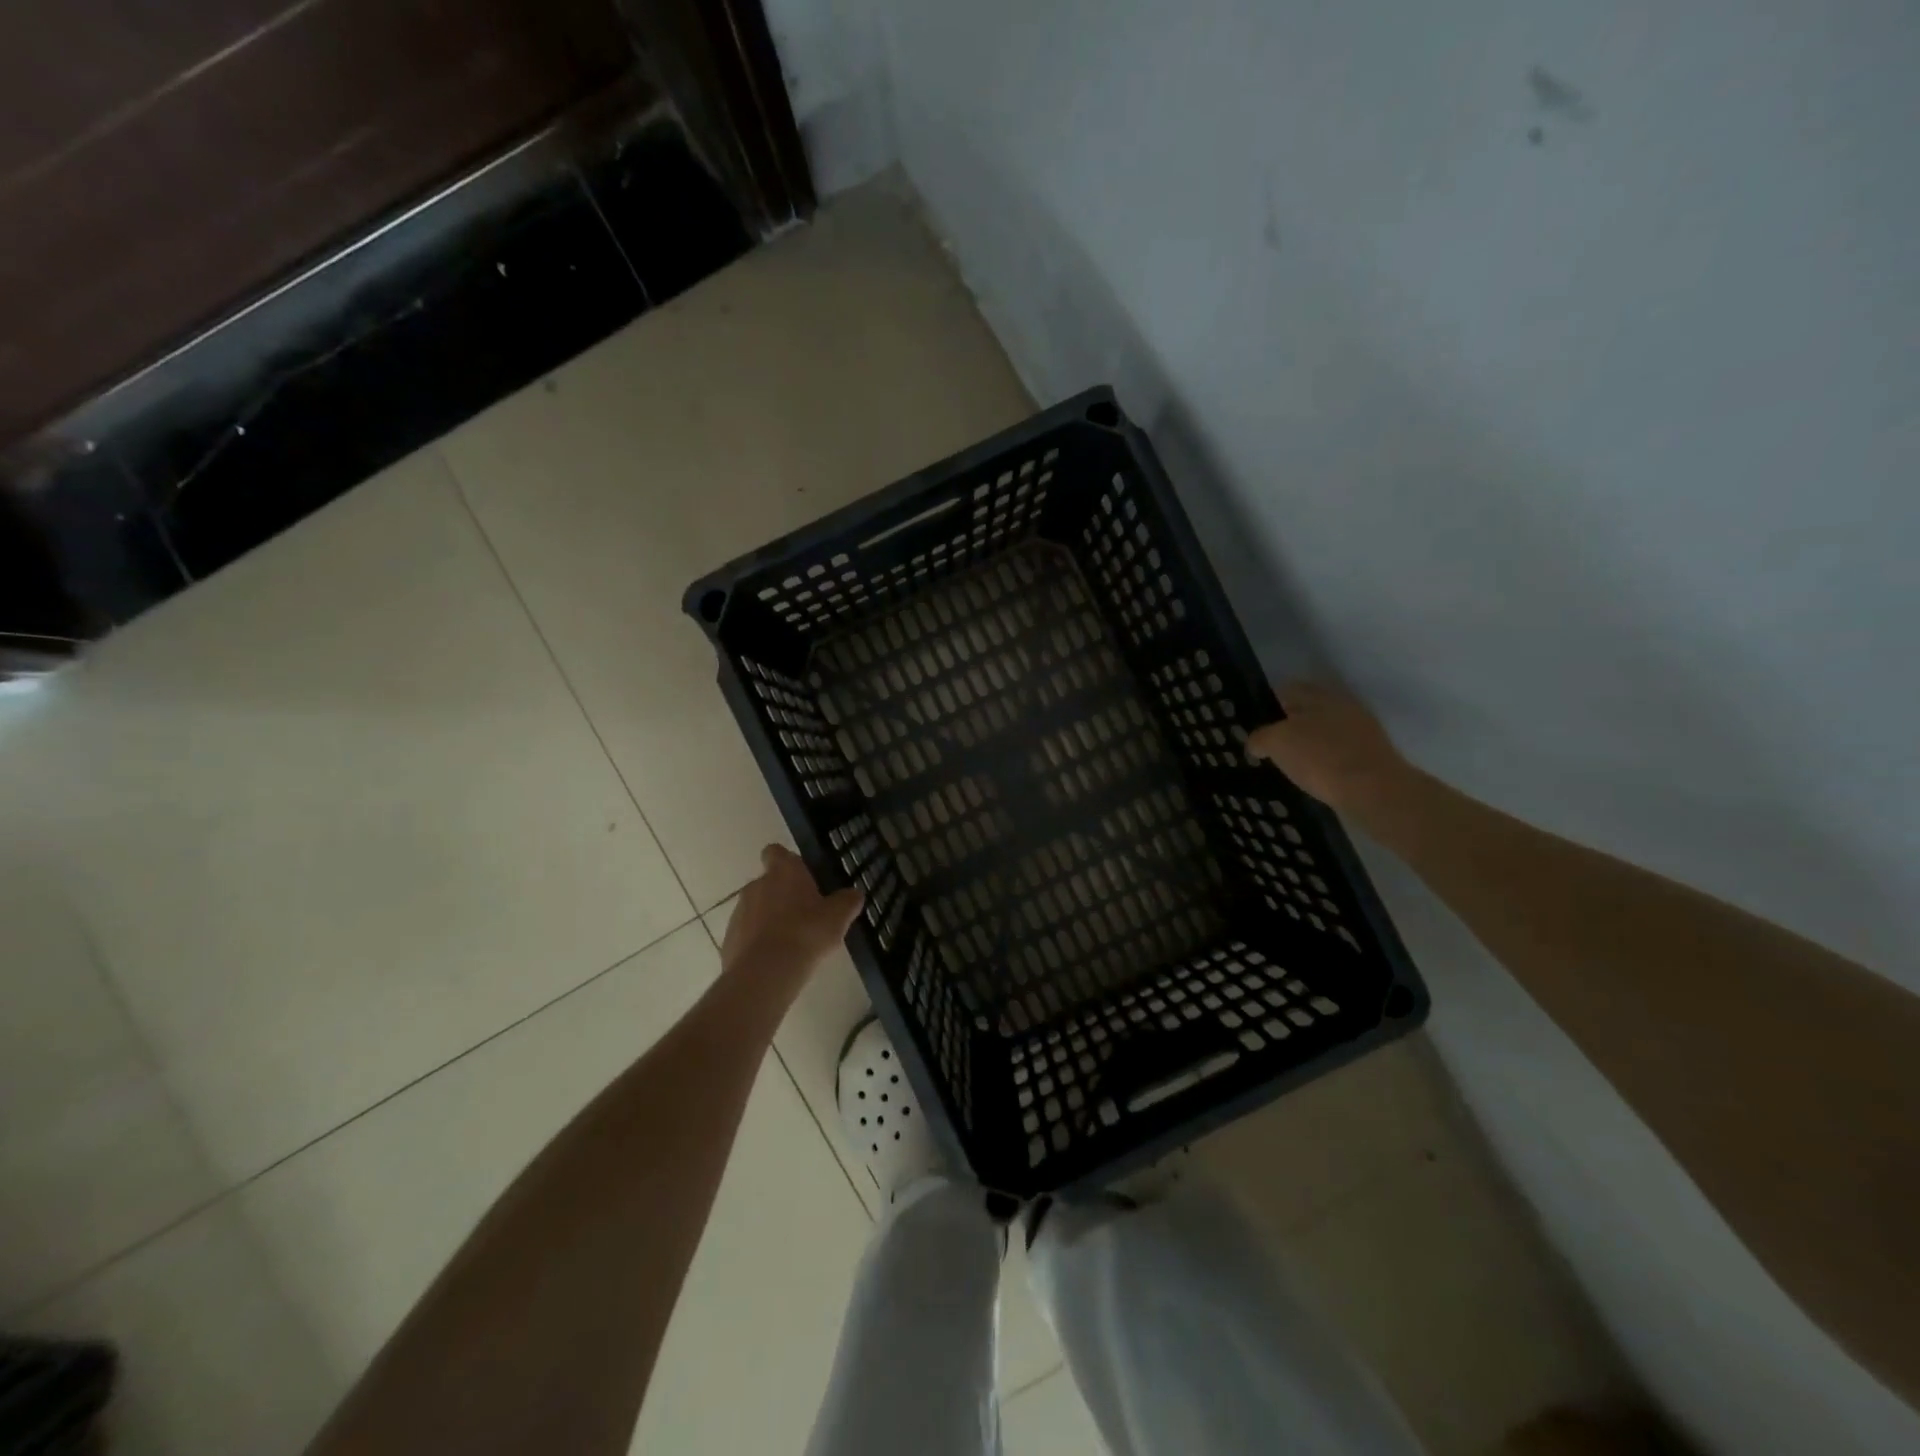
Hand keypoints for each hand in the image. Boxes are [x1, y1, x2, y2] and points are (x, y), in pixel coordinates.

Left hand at [719, 845, 863, 986]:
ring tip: (791, 943)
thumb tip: (854, 893)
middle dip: (783, 896)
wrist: (765, 973)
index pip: (776, 852)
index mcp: (783, 872)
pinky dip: (758, 943)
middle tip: (805, 916)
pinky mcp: (729, 939)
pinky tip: (775, 961)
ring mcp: (739, 912)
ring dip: (770, 920)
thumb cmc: (806, 933)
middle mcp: (756, 885)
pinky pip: (747, 935)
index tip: (800, 876)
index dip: (786, 861)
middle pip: (768, 883)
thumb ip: (847, 901)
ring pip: (756, 909)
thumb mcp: (838, 917)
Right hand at [1246, 681, 1410, 812]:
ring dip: (1309, 744)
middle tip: (1271, 745)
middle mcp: (1342, 706)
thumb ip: (1260, 738)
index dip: (1269, 704)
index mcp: (1319, 695)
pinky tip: (1314, 776)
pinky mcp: (1371, 756)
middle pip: (1308, 711)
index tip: (1256, 723)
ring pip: (1325, 732)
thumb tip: (1256, 743)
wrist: (1374, 791)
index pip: (1288, 690)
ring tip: (1291, 763)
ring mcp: (1361, 730)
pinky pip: (1339, 752)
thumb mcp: (1276, 743)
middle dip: (1290, 725)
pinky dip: (1325, 761)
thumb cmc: (1320, 758)